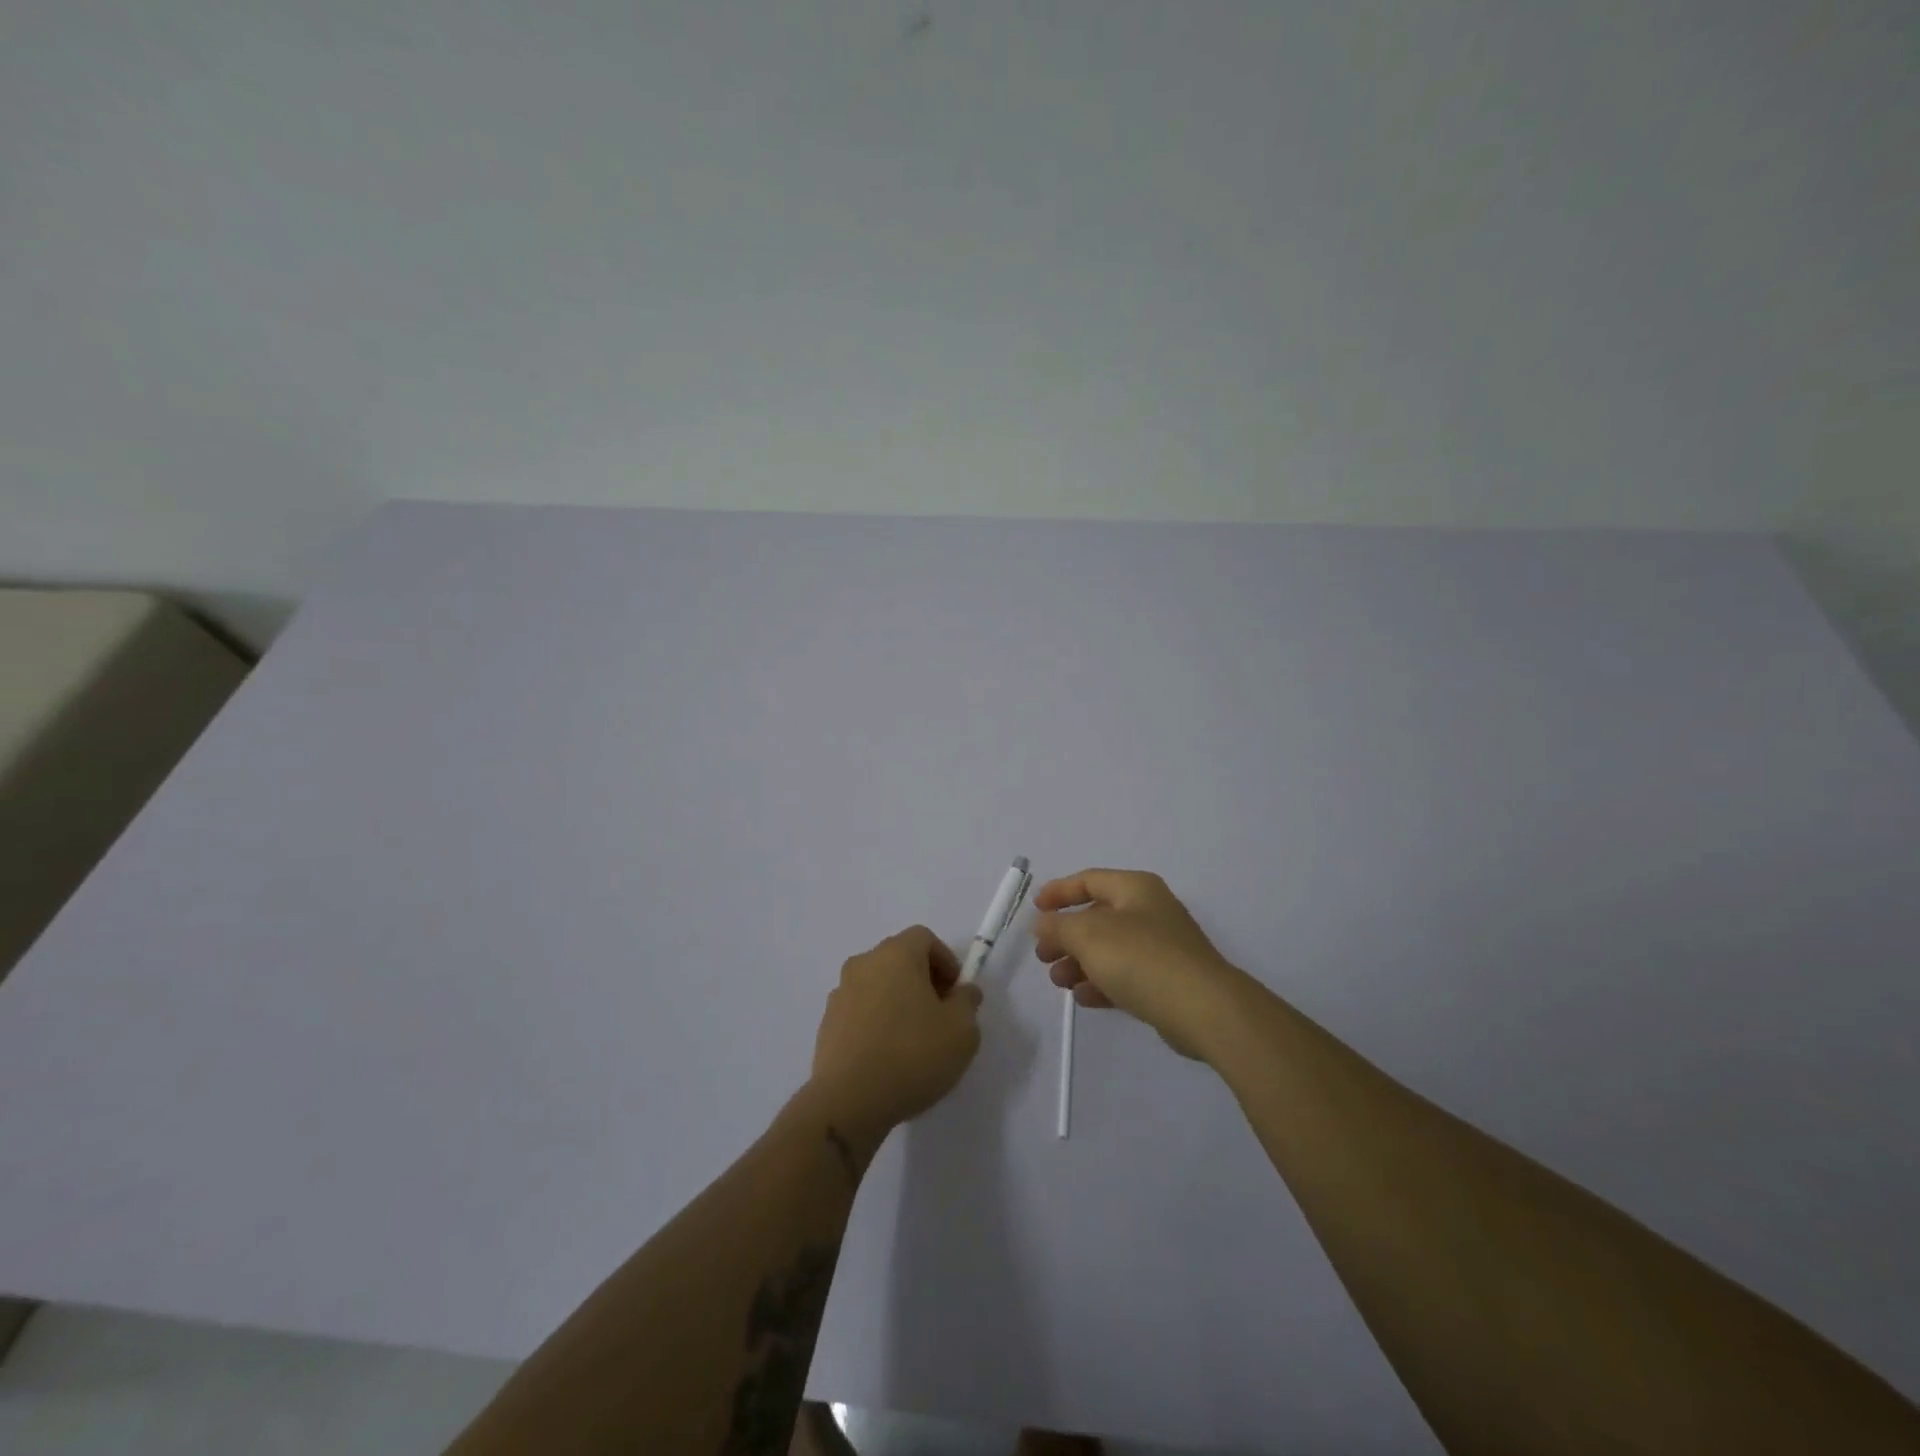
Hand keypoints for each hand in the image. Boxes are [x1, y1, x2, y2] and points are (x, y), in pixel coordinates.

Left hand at [806, 926, 982, 1147]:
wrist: (849, 1101)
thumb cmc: (912, 1055)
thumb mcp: (961, 1030)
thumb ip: (967, 1002)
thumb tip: (963, 991)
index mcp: (896, 955)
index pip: (923, 938)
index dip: (945, 960)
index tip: (955, 993)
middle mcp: (863, 964)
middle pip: (898, 959)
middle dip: (922, 980)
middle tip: (939, 1015)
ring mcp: (840, 993)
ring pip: (877, 985)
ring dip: (896, 1001)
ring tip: (912, 1040)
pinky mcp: (826, 1024)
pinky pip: (859, 1011)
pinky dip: (875, 1022)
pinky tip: (886, 1056)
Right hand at [1033, 869, 1244, 1058]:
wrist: (1203, 1009)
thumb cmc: (1141, 958)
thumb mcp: (1087, 935)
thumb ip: (1058, 925)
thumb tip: (1044, 923)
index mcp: (1135, 887)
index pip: (1088, 880)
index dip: (1059, 892)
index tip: (1035, 911)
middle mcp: (1150, 910)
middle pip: (1097, 917)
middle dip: (1065, 936)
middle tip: (1044, 956)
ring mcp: (1161, 946)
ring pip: (1109, 949)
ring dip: (1079, 963)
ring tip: (1059, 982)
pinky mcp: (1167, 980)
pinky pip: (1125, 975)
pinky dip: (1101, 982)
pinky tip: (1083, 998)